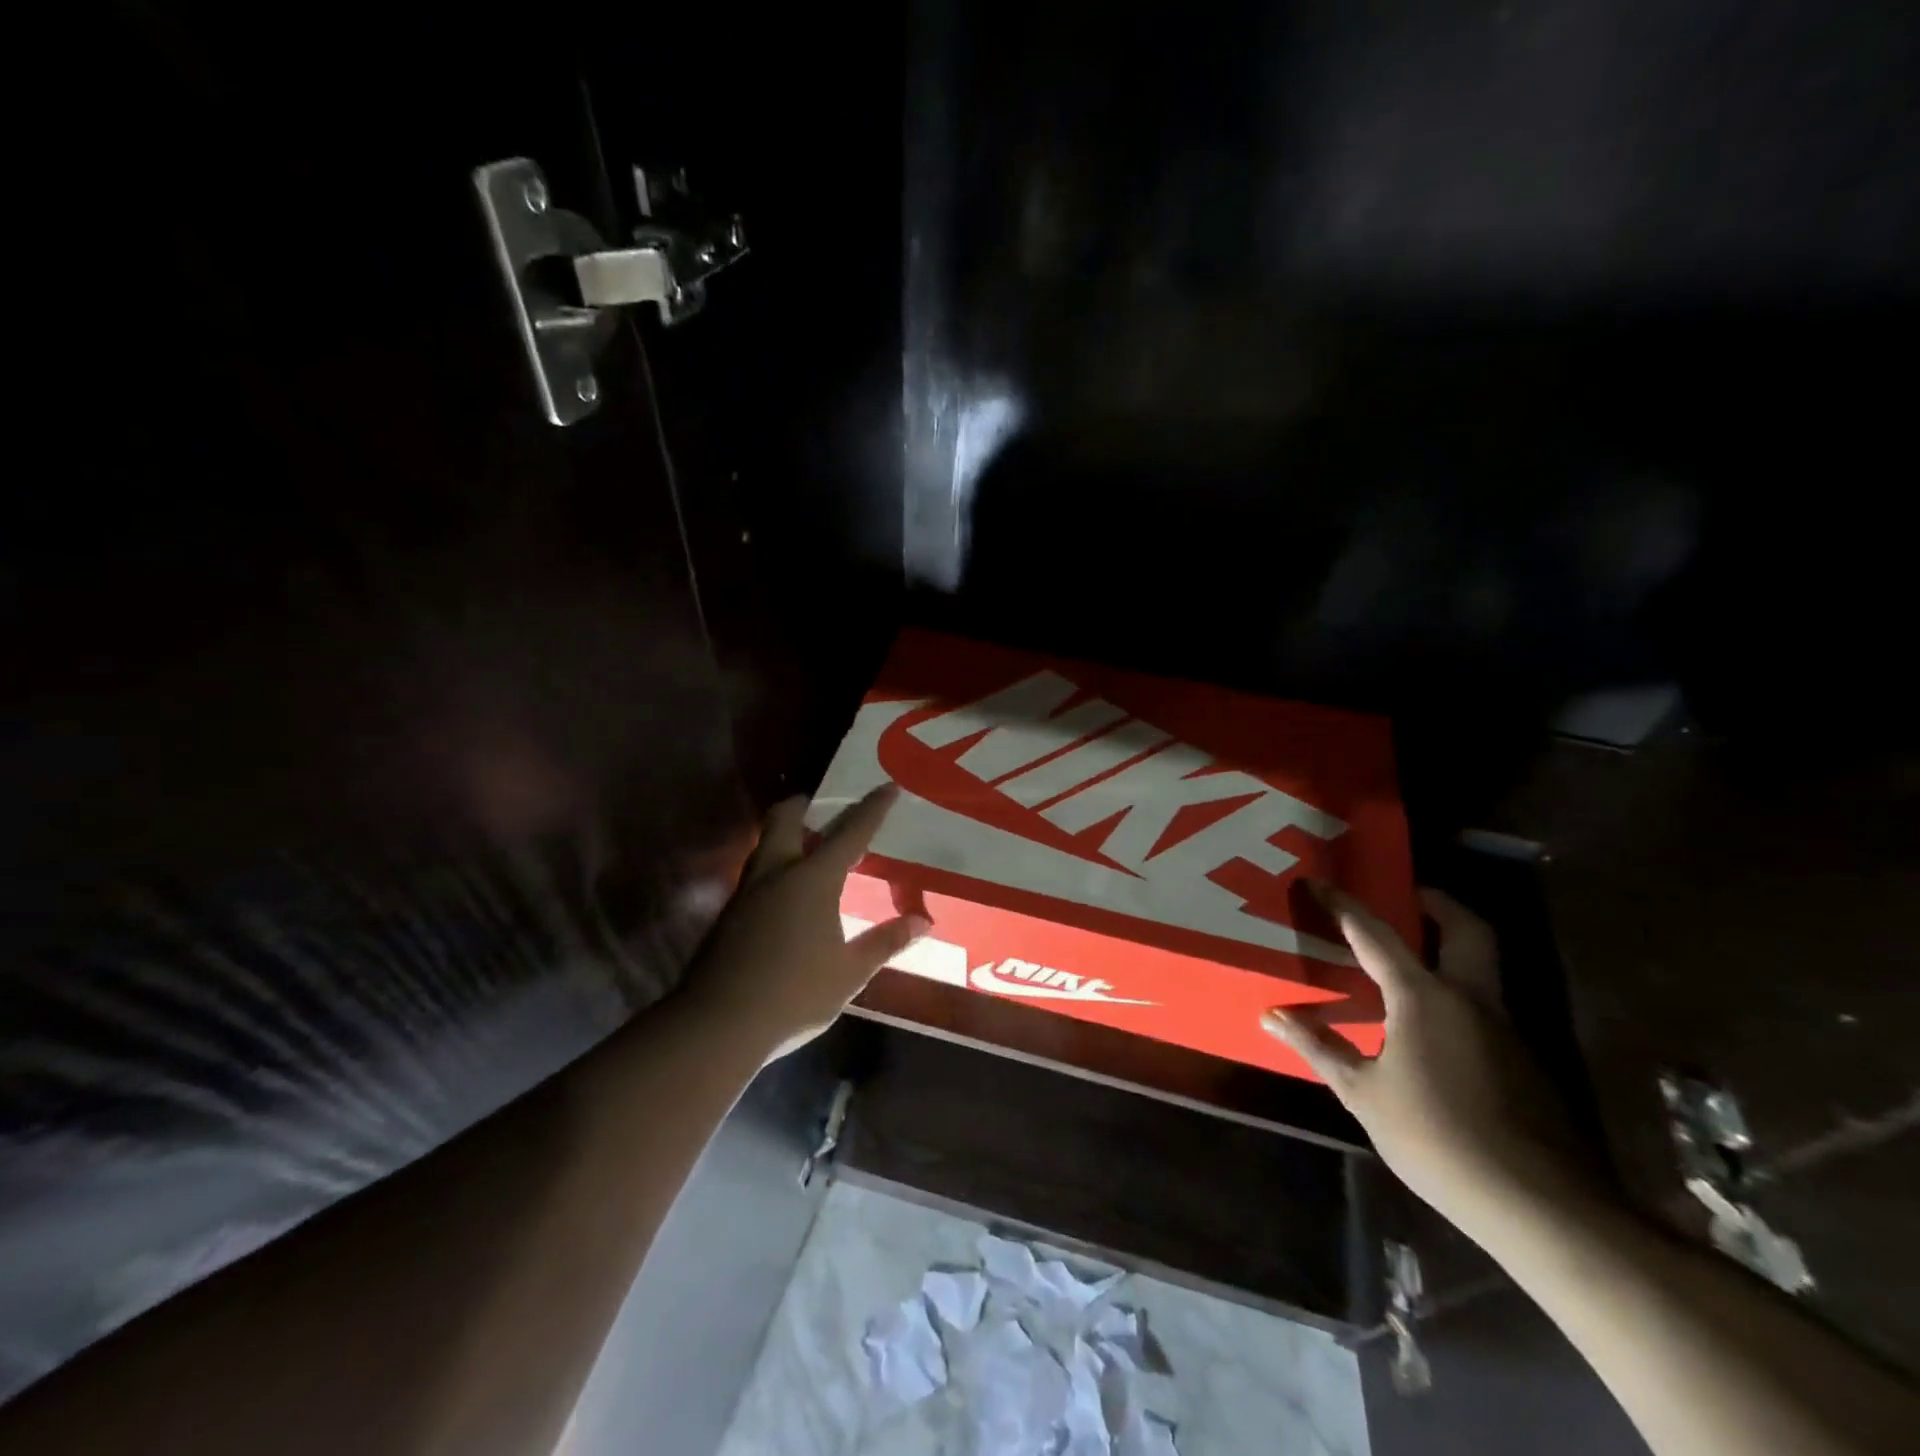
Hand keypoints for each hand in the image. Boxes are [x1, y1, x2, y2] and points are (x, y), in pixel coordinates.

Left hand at [683, 786, 928, 1060]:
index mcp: (812, 880)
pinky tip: (790, 899)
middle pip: (784, 818)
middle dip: (806, 805)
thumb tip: (923, 921)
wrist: (717, 1026)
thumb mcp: (850, 972)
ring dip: (788, 837)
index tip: (888, 786)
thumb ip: (886, 941)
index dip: (872, 808)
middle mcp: (776, 874)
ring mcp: (746, 892)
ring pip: (765, 845)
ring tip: (812, 853)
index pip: (850, 832)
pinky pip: (756, 874)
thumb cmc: (795, 994)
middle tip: (827, 812)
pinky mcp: (729, 915)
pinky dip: (777, 868)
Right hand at [1262, 884, 1589, 1230]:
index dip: (1342, 905)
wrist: (1540, 1207)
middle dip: (1437, 904)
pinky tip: (1428, 1026)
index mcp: (1425, 998)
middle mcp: (1471, 1000)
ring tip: (1406, 960)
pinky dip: (1456, 993)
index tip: (1316, 882)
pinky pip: (1484, 1006)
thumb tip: (1271, 1017)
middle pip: (1467, 930)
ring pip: (1481, 967)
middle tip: (1406, 896)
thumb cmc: (1436, 1138)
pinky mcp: (1522, 1061)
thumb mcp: (1363, 1094)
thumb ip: (1319, 1048)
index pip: (1375, 935)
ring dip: (1449, 949)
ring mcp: (1505, 1030)